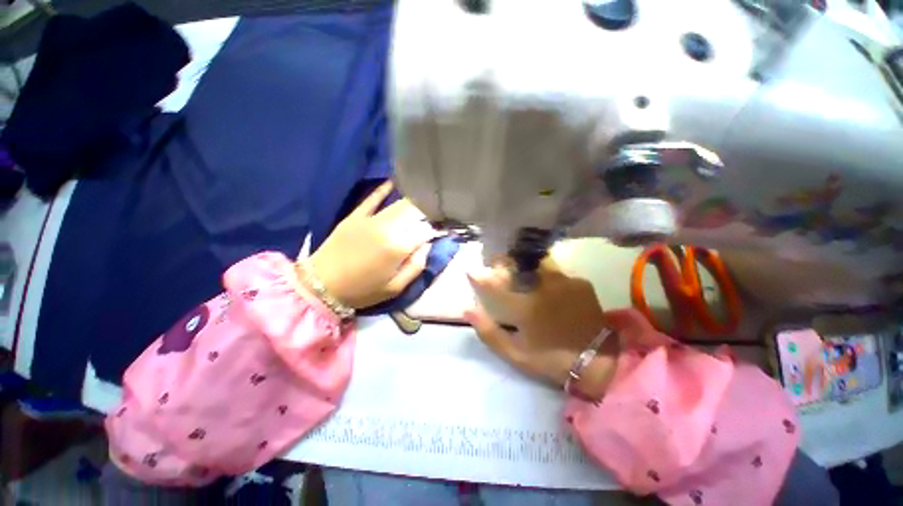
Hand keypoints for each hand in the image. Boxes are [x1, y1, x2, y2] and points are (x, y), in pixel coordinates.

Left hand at [308, 182, 436, 308]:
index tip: (440, 231)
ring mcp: (371, 219)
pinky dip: (384, 189)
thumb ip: (416, 267)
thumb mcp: (395, 288)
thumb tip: (428, 247)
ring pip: (399, 205)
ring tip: (423, 201)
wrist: (322, 285)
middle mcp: (388, 228)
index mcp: (399, 248)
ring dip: (413, 203)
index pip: (426, 231)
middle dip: (427, 213)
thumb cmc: (363, 291)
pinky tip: (394, 182)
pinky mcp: (356, 216)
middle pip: (415, 214)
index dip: (436, 230)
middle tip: (432, 217)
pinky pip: (372, 198)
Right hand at [465, 260, 618, 394]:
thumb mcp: (515, 353)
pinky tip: (548, 285)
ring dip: (526, 266)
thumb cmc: (551, 359)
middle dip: (504, 261)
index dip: (479, 277)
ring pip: (537, 265)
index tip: (470, 270)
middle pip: (517, 265)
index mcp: (525, 307)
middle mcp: (543, 288)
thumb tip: (469, 311)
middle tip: (499, 264)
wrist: (599, 361)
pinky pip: (557, 272)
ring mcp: (564, 282)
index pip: (494, 285)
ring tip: (523, 271)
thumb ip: (489, 331)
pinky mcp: (580, 282)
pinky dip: (547, 275)